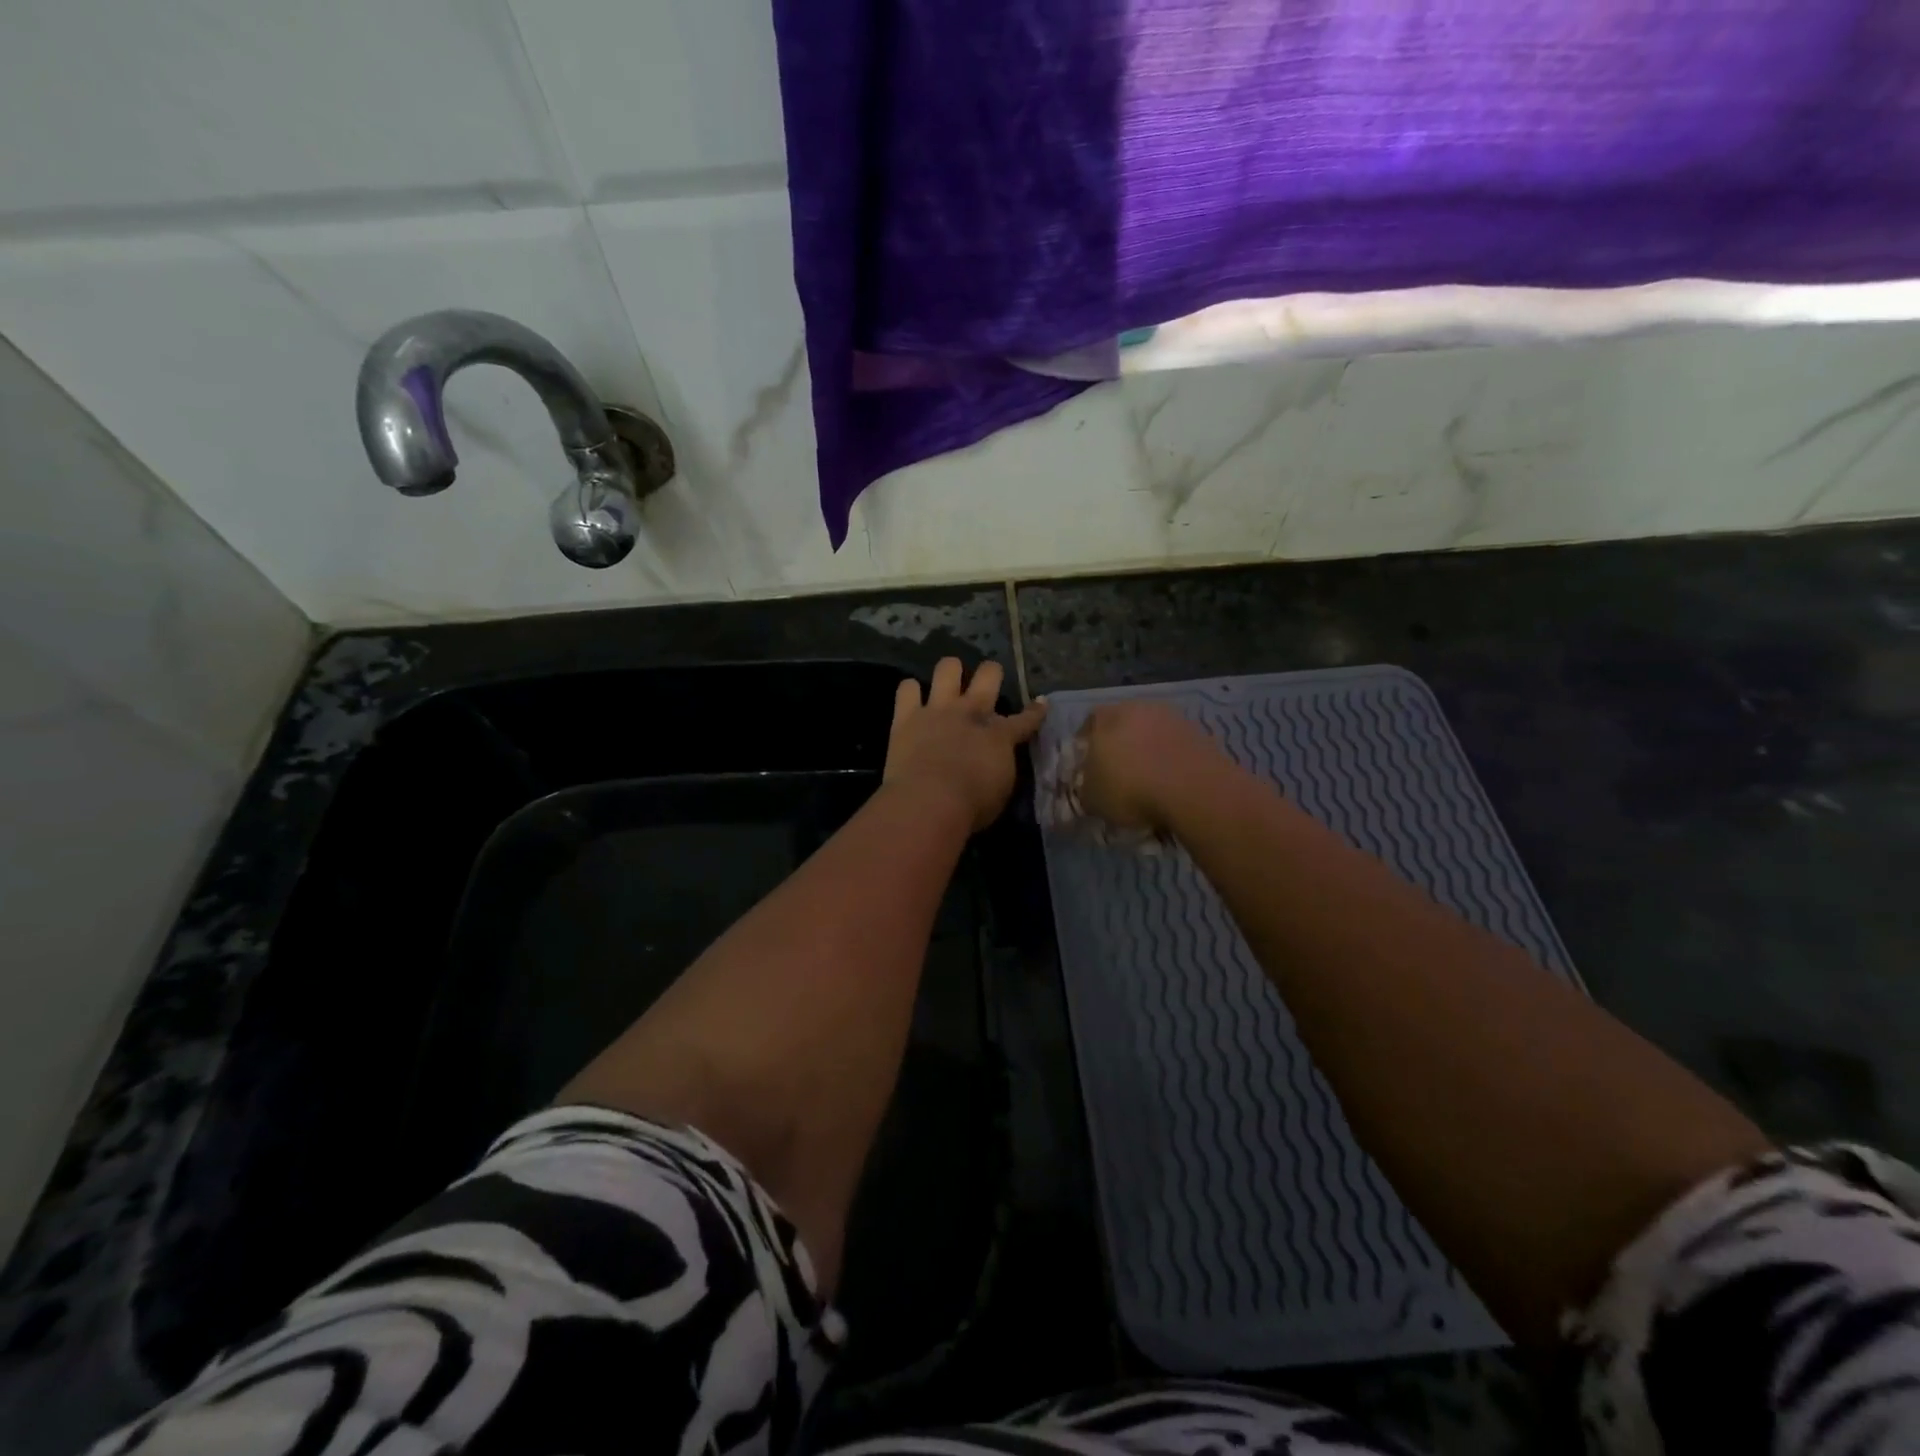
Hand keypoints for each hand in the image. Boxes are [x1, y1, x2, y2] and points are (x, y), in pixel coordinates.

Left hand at [886, 658, 1046, 832]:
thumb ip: (1000, 768)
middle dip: (991, 673)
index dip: (1036, 710)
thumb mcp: (1001, 791)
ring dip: (950, 671)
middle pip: (989, 675)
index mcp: (1000, 736)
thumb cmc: (972, 807)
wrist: (929, 801)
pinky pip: (907, 688)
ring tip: (949, 679)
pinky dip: (910, 691)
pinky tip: (911, 699)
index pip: (1025, 719)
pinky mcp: (906, 716)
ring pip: (948, 667)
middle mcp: (970, 713)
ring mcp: (937, 710)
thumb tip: (996, 762)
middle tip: (988, 679)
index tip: (1041, 702)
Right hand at [1076, 701, 1233, 832]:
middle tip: (1118, 771)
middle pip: (1124, 723)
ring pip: (1153, 733)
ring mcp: (1173, 718)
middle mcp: (1139, 708)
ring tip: (1148, 781)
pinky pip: (1177, 747)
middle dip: (1120, 744)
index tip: (1088, 765)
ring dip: (1149, 752)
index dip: (1088, 742)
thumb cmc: (1130, 789)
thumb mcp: (1093, 799)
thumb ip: (1086, 789)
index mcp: (1107, 718)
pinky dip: (1172, 762)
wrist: (1193, 790)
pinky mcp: (1201, 734)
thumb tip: (1089, 788)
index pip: (1090, 722)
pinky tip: (1171, 784)